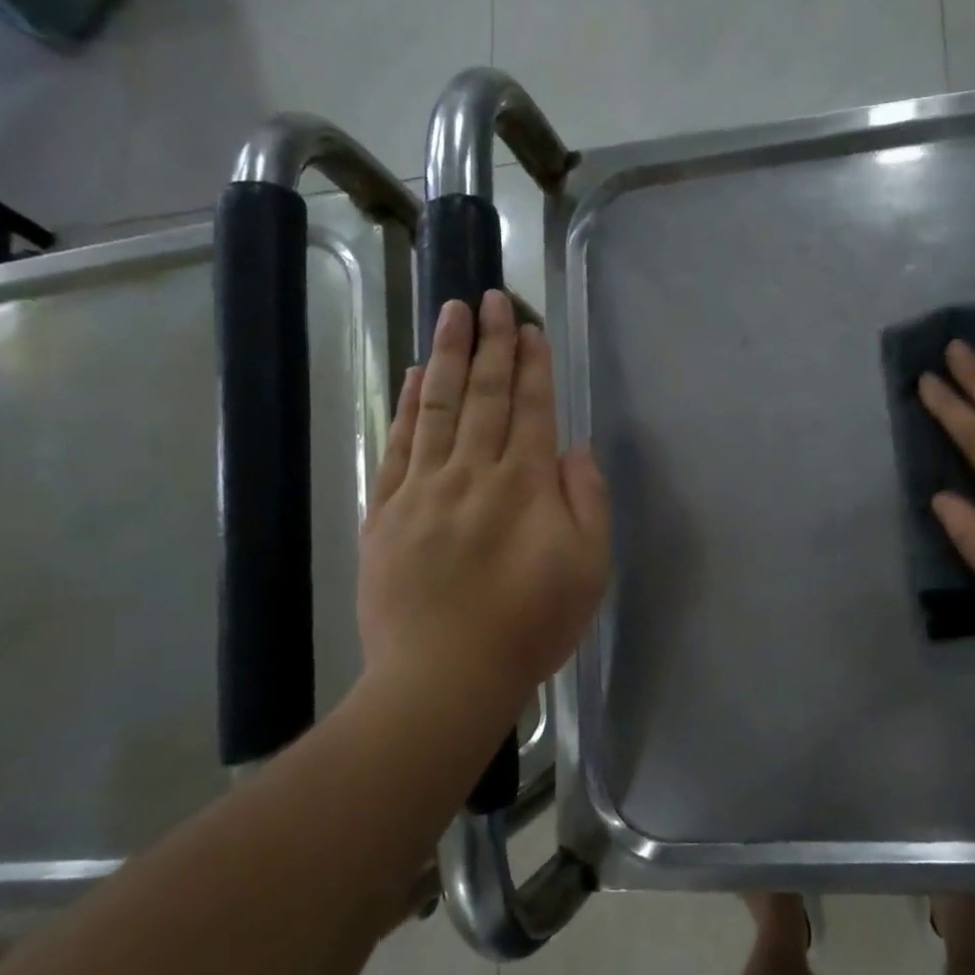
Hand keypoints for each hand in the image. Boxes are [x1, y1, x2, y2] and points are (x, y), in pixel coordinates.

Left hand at [359, 292, 609, 709]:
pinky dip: (406, 403)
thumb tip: (574, 449)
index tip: (531, 328)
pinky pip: (398, 443)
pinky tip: (410, 374)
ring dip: (447, 354)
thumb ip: (587, 502)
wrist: (443, 677)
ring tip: (453, 311)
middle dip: (492, 343)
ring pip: (437, 406)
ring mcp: (423, 488)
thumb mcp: (588, 570)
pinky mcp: (386, 510)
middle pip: (484, 394)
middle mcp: (473, 473)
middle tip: (493, 298)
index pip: (532, 409)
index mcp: (525, 486)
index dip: (533, 365)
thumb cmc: (529, 627)